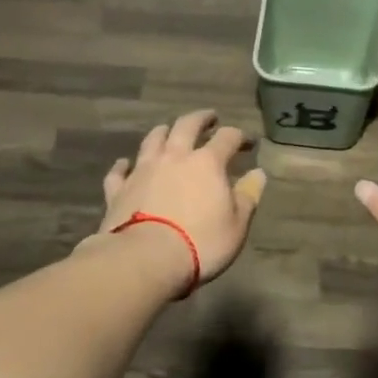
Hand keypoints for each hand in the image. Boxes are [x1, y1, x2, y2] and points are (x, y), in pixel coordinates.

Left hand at [97, 111, 266, 294]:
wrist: (145, 260)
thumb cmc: (200, 242)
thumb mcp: (237, 224)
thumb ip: (248, 196)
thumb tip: (258, 173)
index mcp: (207, 163)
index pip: (228, 138)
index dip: (240, 136)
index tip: (248, 142)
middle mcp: (174, 157)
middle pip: (186, 125)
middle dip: (201, 118)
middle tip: (209, 118)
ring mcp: (143, 170)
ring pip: (152, 140)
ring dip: (163, 132)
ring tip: (168, 130)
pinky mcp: (118, 190)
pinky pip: (119, 171)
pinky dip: (124, 165)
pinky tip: (125, 164)